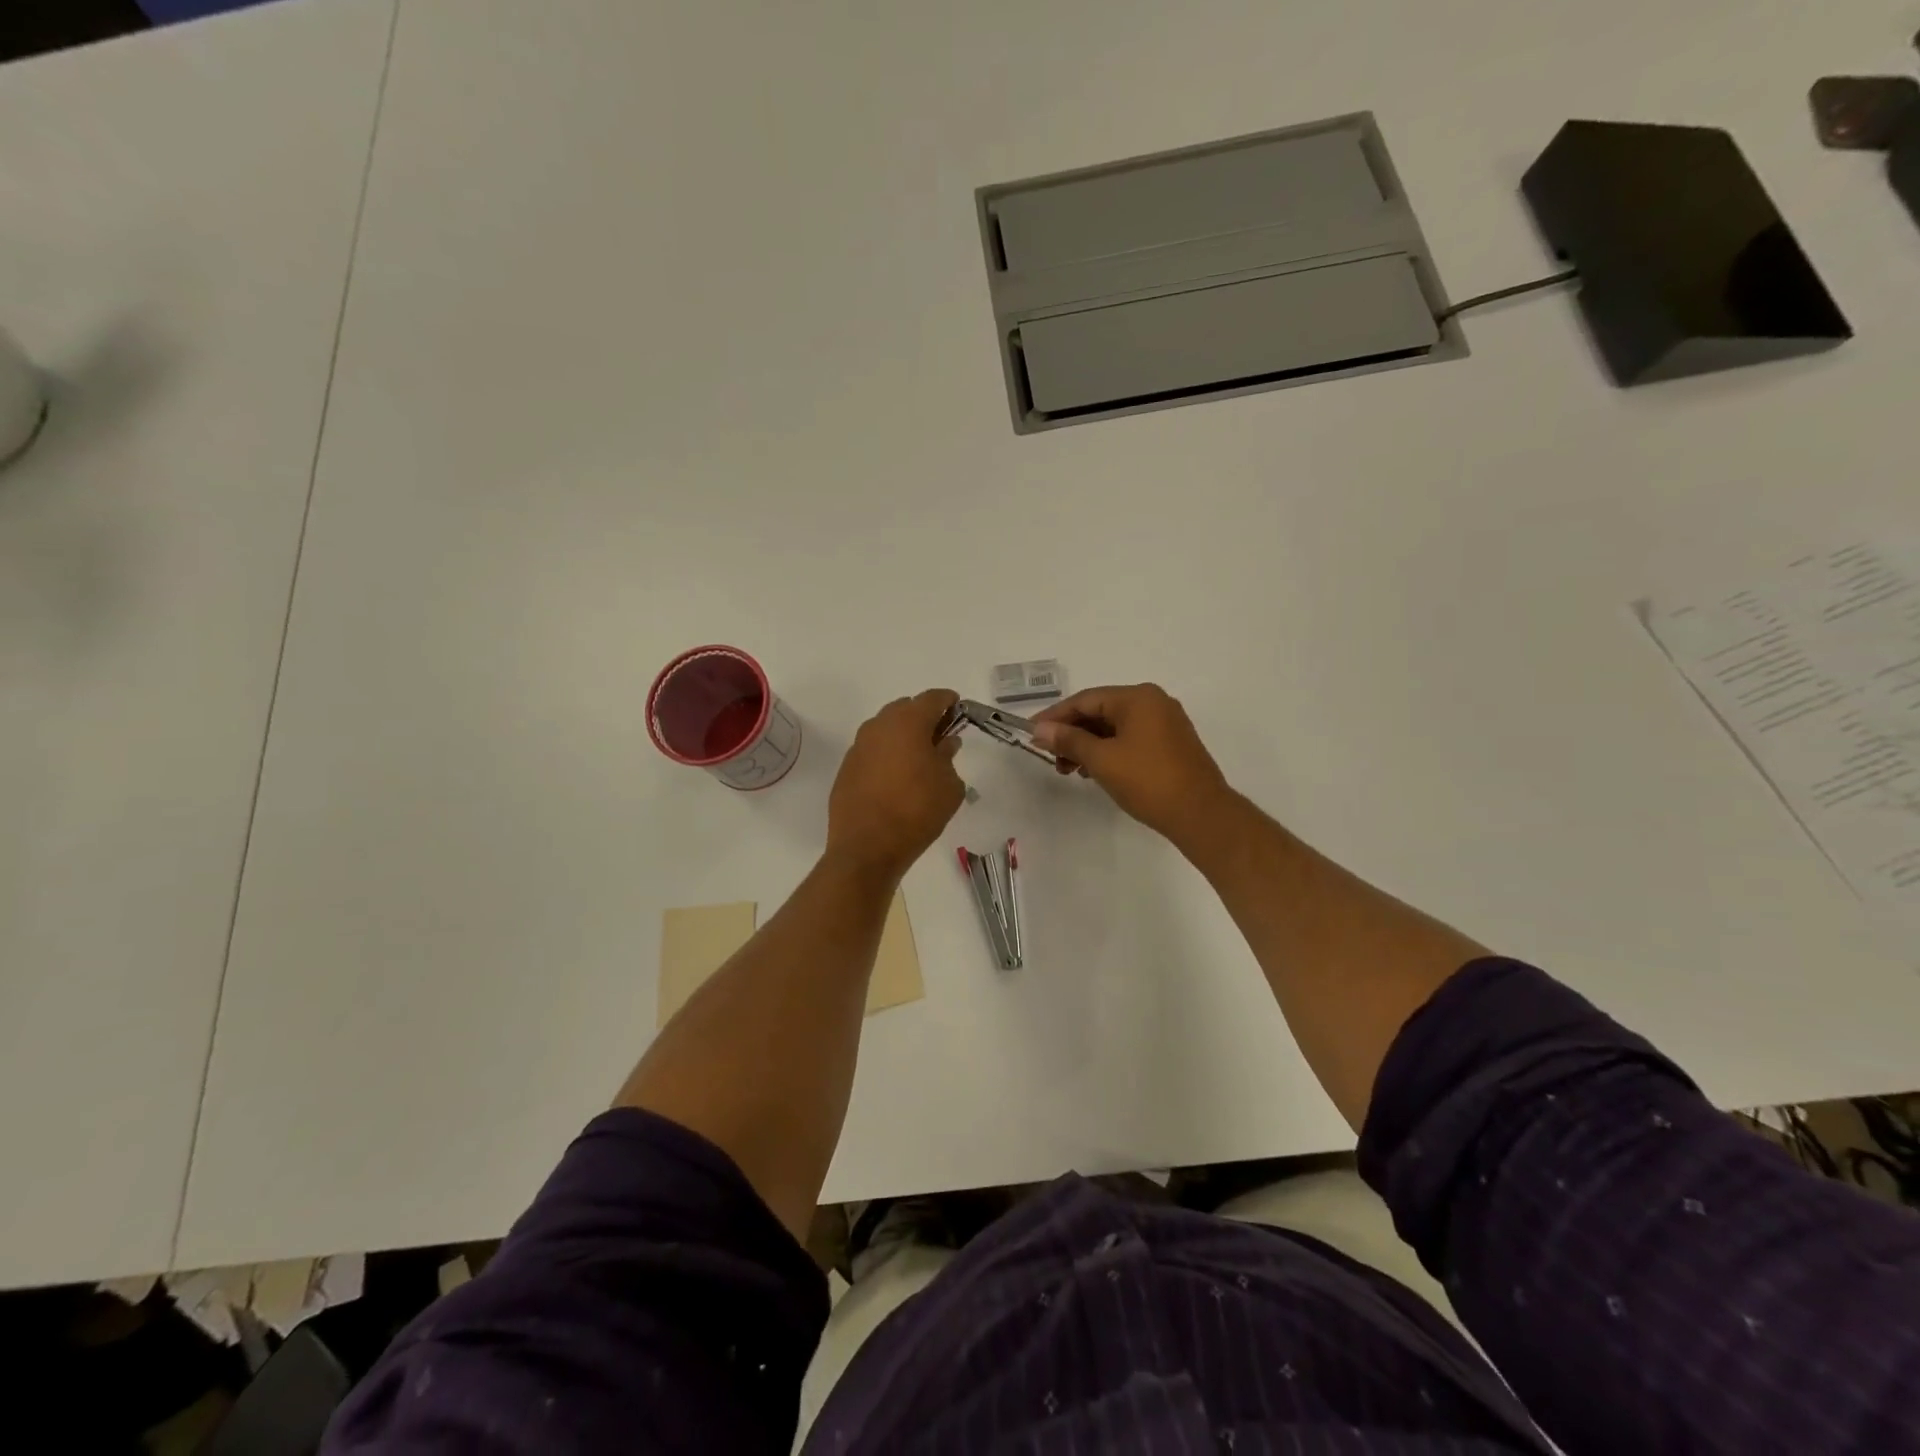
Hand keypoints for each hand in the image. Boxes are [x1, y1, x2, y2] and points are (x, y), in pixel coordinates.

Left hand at [826, 689, 965, 879]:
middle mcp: (879, 726)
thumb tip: (944, 744)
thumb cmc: (917, 812)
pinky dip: (887, 754)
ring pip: (886, 728)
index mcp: (908, 722)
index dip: (948, 701)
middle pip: (905, 708)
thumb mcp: (949, 786)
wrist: (867, 848)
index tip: (958, 708)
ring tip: (918, 758)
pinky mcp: (847, 767)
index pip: (932, 698)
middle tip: (940, 736)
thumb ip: (949, 758)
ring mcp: (858, 746)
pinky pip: (872, 750)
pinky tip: (896, 776)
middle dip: (923, 717)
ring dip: (903, 735)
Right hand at [1029, 684, 1233, 843]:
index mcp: (1138, 697)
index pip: (1085, 699)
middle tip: (1051, 758)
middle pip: (1100, 711)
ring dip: (1088, 745)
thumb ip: (1069, 740)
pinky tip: (1094, 771)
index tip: (1031, 733)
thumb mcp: (1102, 759)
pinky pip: (1130, 739)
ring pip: (1115, 727)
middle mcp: (1154, 702)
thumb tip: (1041, 730)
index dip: (1055, 716)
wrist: (1200, 814)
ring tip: (1069, 770)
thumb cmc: (1148, 781)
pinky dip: (1108, 751)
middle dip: (1072, 734)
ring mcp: (1165, 723)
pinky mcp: (1171, 744)